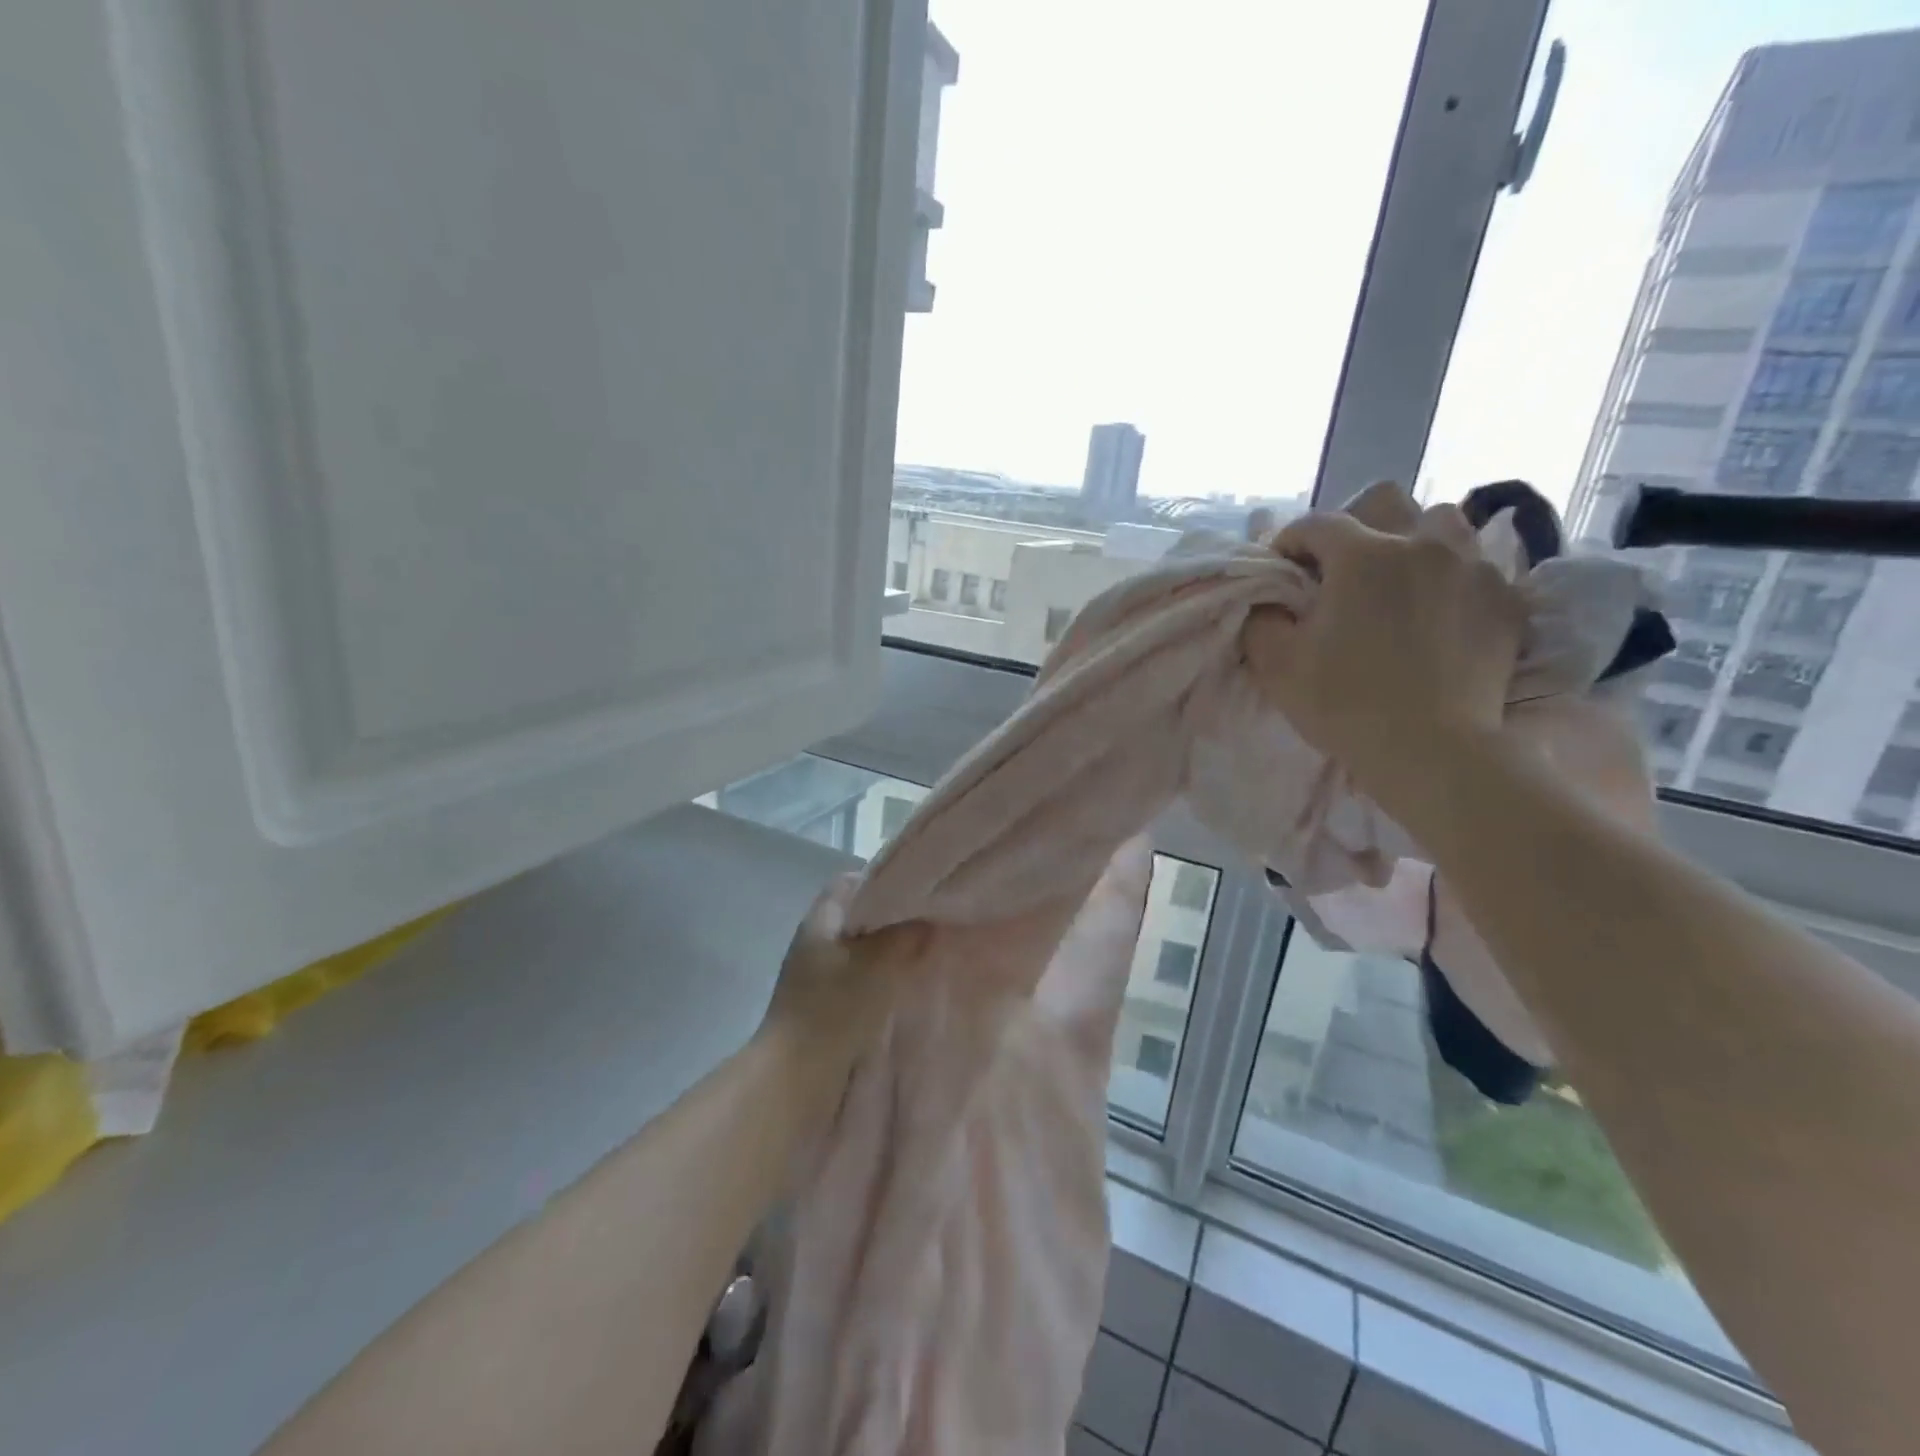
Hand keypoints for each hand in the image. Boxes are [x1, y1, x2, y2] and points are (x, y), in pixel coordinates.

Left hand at [757, 876, 925, 1083]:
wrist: (795, 1080)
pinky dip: (882, 978)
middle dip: (893, 917)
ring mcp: (816, 976)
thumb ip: (905, 936)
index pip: (850, 882)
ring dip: (889, 950)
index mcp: (820, 921)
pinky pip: (859, 979)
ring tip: (926, 952)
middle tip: (931, 919)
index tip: (917, 886)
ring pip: (861, 949)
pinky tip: (908, 986)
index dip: (882, 879)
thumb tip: (928, 920)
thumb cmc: (833, 1010)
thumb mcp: (877, 964)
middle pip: (859, 916)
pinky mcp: (824, 1005)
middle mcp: (815, 942)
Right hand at [1241, 483, 1524, 815]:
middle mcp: (1422, 545)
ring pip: (1442, 523)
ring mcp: (1473, 568)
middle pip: (1385, 501)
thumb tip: (1267, 600)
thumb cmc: (1344, 703)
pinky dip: (1451, 576)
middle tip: (1340, 567)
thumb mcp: (1275, 664)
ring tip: (1397, 579)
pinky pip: (1476, 565)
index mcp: (1363, 555)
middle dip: (1355, 524)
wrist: (1431, 750)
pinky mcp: (1507, 600)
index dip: (1289, 543)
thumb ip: (1261, 618)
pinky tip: (1437, 611)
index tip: (1280, 571)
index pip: (1315, 524)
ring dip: (1411, 540)